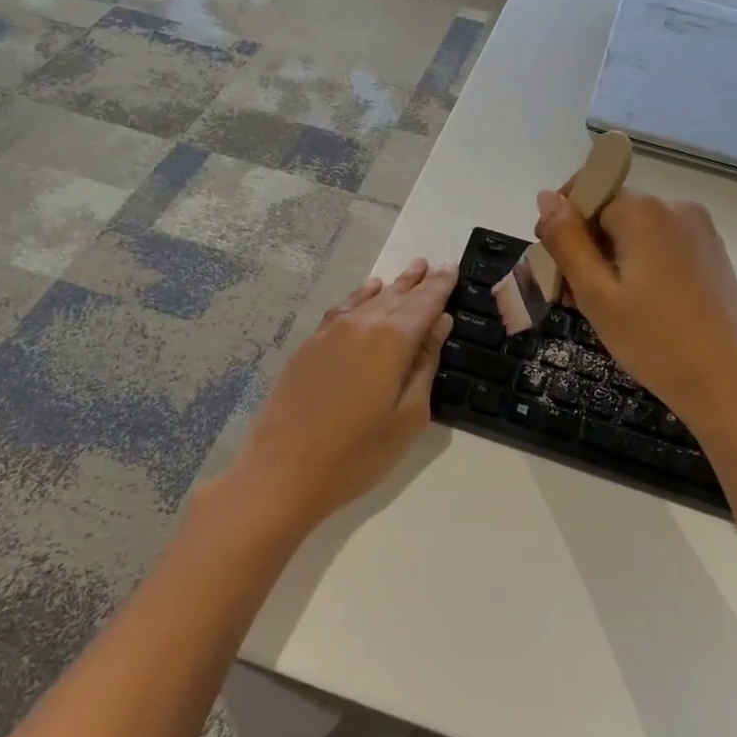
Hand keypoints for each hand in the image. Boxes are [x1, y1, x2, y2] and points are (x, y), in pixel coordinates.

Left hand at [230, 258, 456, 534]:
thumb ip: (425, 365)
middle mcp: (361, 325)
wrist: (282, 471)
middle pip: (396, 296)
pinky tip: (366, 293)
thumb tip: (439, 324)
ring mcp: (330, 333)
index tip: (453, 267)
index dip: (441, 286)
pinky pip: (343, 310)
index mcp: (392, 340)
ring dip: (391, 287)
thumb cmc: (358, 453)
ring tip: (408, 272)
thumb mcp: (408, 416)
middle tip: (433, 264)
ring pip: (368, 299)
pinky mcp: (309, 346)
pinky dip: (360, 298)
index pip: (424, 303)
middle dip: (417, 282)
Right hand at [535, 189, 736, 435]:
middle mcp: (677, 208)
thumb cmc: (656, 343)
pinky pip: (659, 246)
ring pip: (634, 232)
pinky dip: (637, 267)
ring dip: (608, 260)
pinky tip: (634, 308)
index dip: (563, 225)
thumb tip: (545, 197)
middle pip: (611, 211)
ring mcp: (700, 231)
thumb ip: (566, 241)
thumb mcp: (597, 294)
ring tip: (602, 310)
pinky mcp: (711, 254)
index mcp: (646, 211)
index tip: (553, 266)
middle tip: (573, 299)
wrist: (733, 388)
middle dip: (585, 247)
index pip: (588, 193)